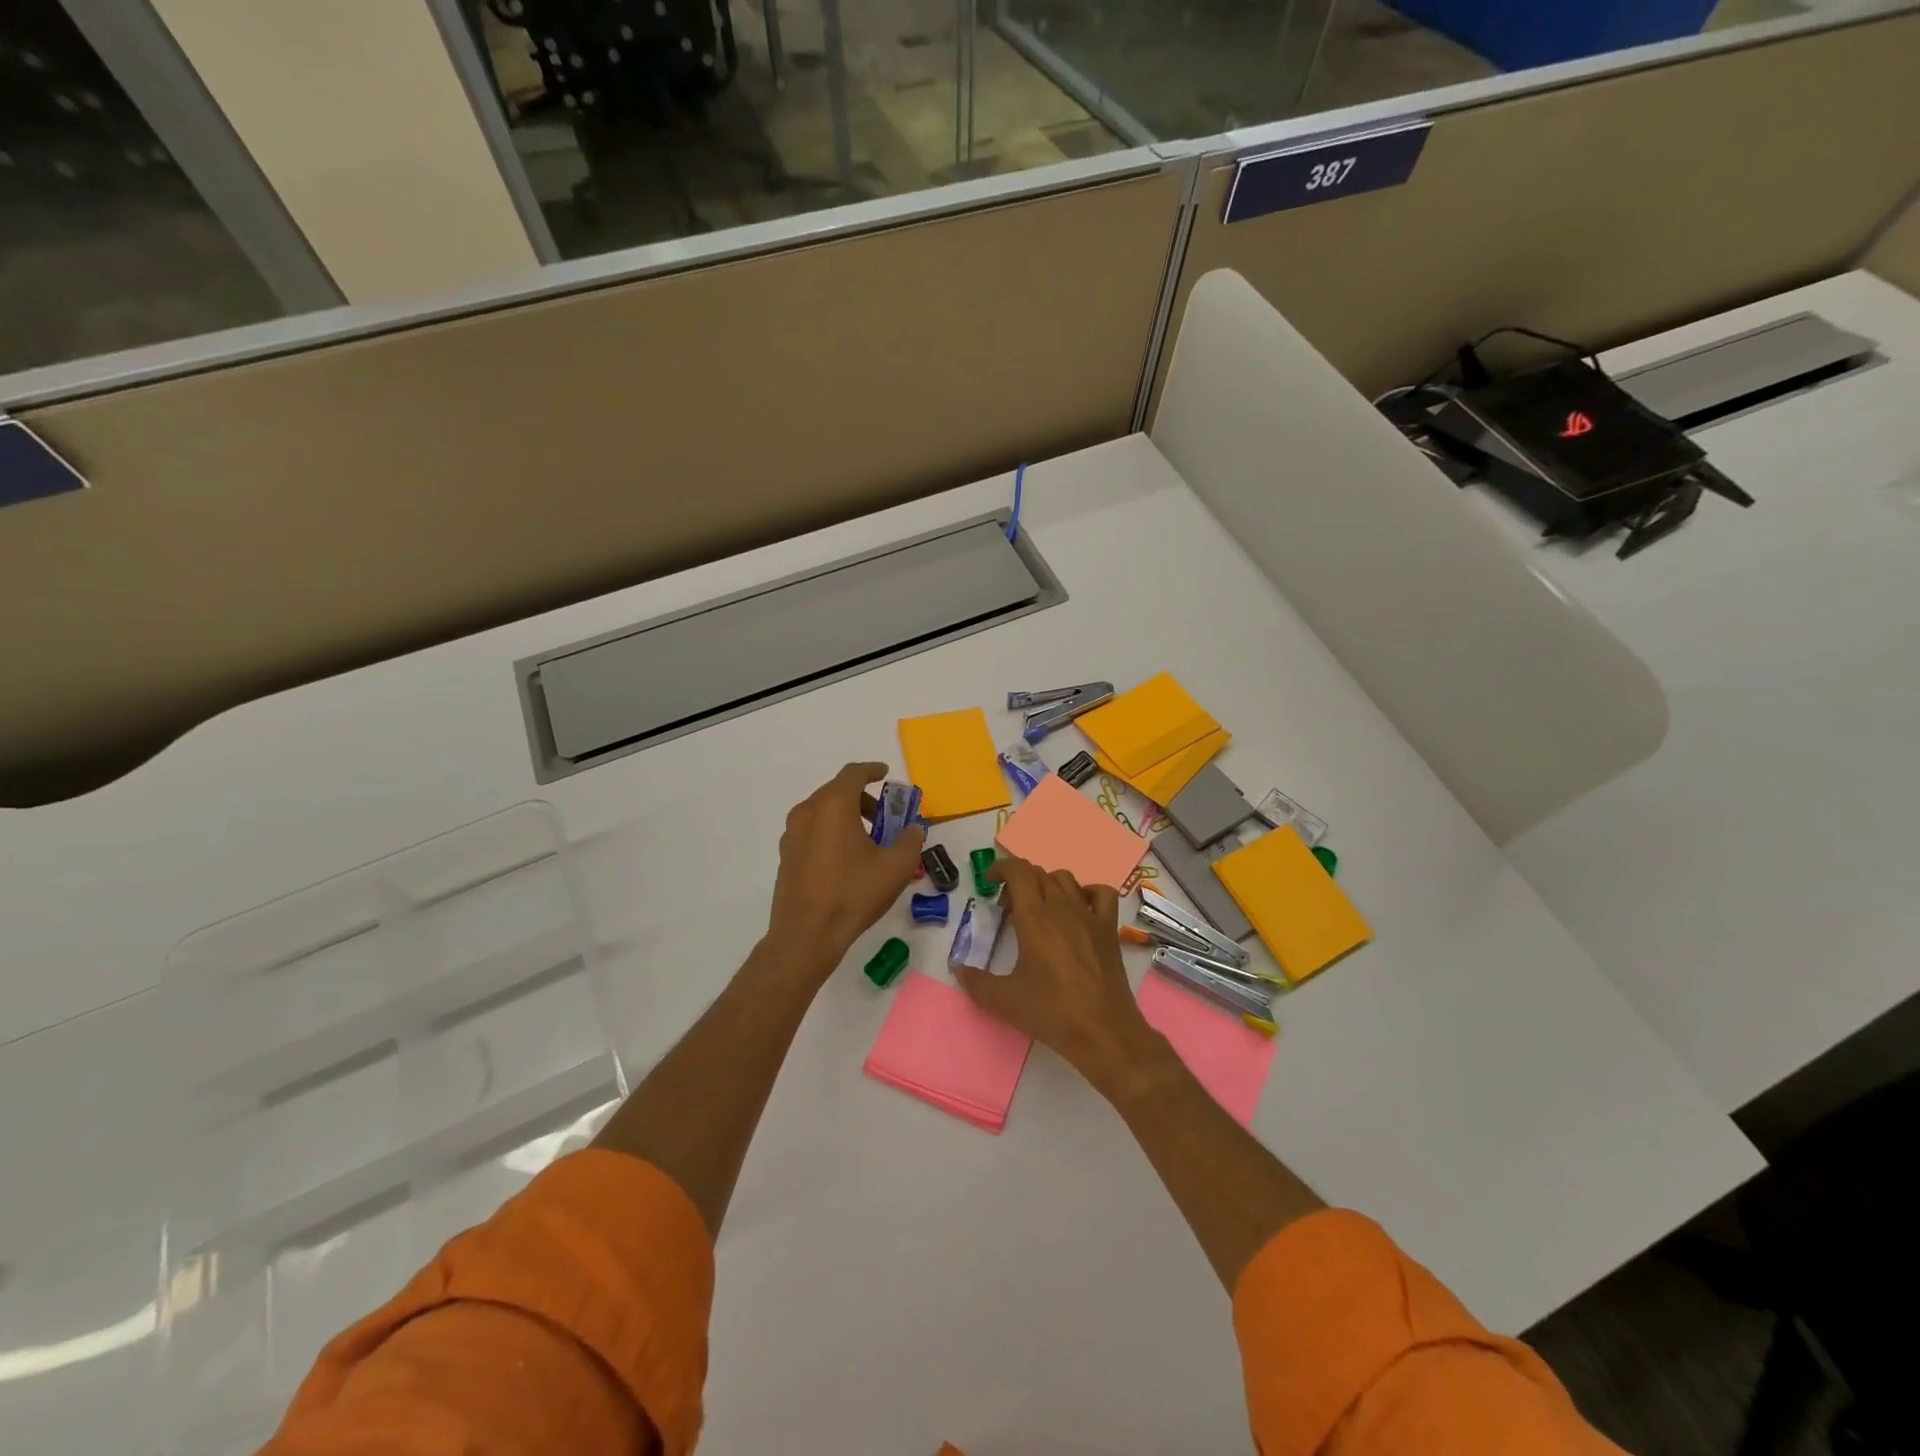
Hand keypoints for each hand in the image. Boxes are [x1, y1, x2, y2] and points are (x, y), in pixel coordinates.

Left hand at [766, 762, 924, 980]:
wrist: (806, 935)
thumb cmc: (853, 894)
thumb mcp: (896, 867)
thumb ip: (911, 840)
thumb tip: (913, 830)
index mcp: (833, 806)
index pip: (853, 774)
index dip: (872, 770)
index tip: (885, 774)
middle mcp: (807, 812)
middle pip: (837, 792)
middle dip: (863, 798)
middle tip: (884, 817)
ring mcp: (792, 834)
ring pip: (823, 811)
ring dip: (847, 816)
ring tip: (868, 841)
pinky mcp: (786, 856)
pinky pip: (812, 830)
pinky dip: (831, 832)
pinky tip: (846, 859)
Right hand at [954, 855, 1157, 1091]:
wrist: (1103, 1031)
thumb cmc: (1052, 1012)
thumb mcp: (1004, 1001)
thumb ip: (976, 982)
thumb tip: (958, 970)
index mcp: (1035, 918)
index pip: (1018, 871)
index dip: (1001, 868)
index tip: (989, 882)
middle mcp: (1062, 908)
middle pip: (1039, 874)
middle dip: (1018, 882)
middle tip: (1008, 908)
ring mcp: (1089, 916)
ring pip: (1066, 879)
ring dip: (1047, 885)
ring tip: (1038, 909)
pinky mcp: (1109, 929)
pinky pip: (1101, 894)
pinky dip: (1086, 893)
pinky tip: (1078, 910)